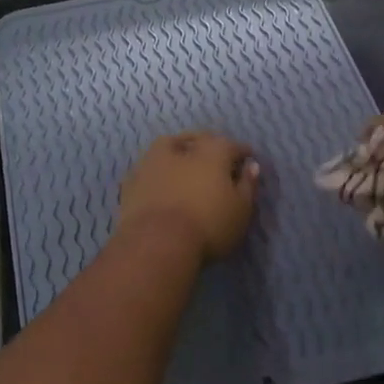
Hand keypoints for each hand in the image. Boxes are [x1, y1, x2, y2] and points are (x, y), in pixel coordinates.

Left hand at [117, 132, 259, 261]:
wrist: (157, 243)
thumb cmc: (208, 226)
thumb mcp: (241, 210)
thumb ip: (248, 185)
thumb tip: (251, 166)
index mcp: (212, 152)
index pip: (231, 145)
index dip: (242, 152)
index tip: (248, 158)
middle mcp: (181, 149)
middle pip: (199, 140)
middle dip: (210, 144)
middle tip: (217, 156)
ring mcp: (152, 162)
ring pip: (168, 146)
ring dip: (179, 150)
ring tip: (185, 160)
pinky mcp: (131, 181)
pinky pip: (149, 168)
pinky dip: (158, 171)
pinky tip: (161, 180)